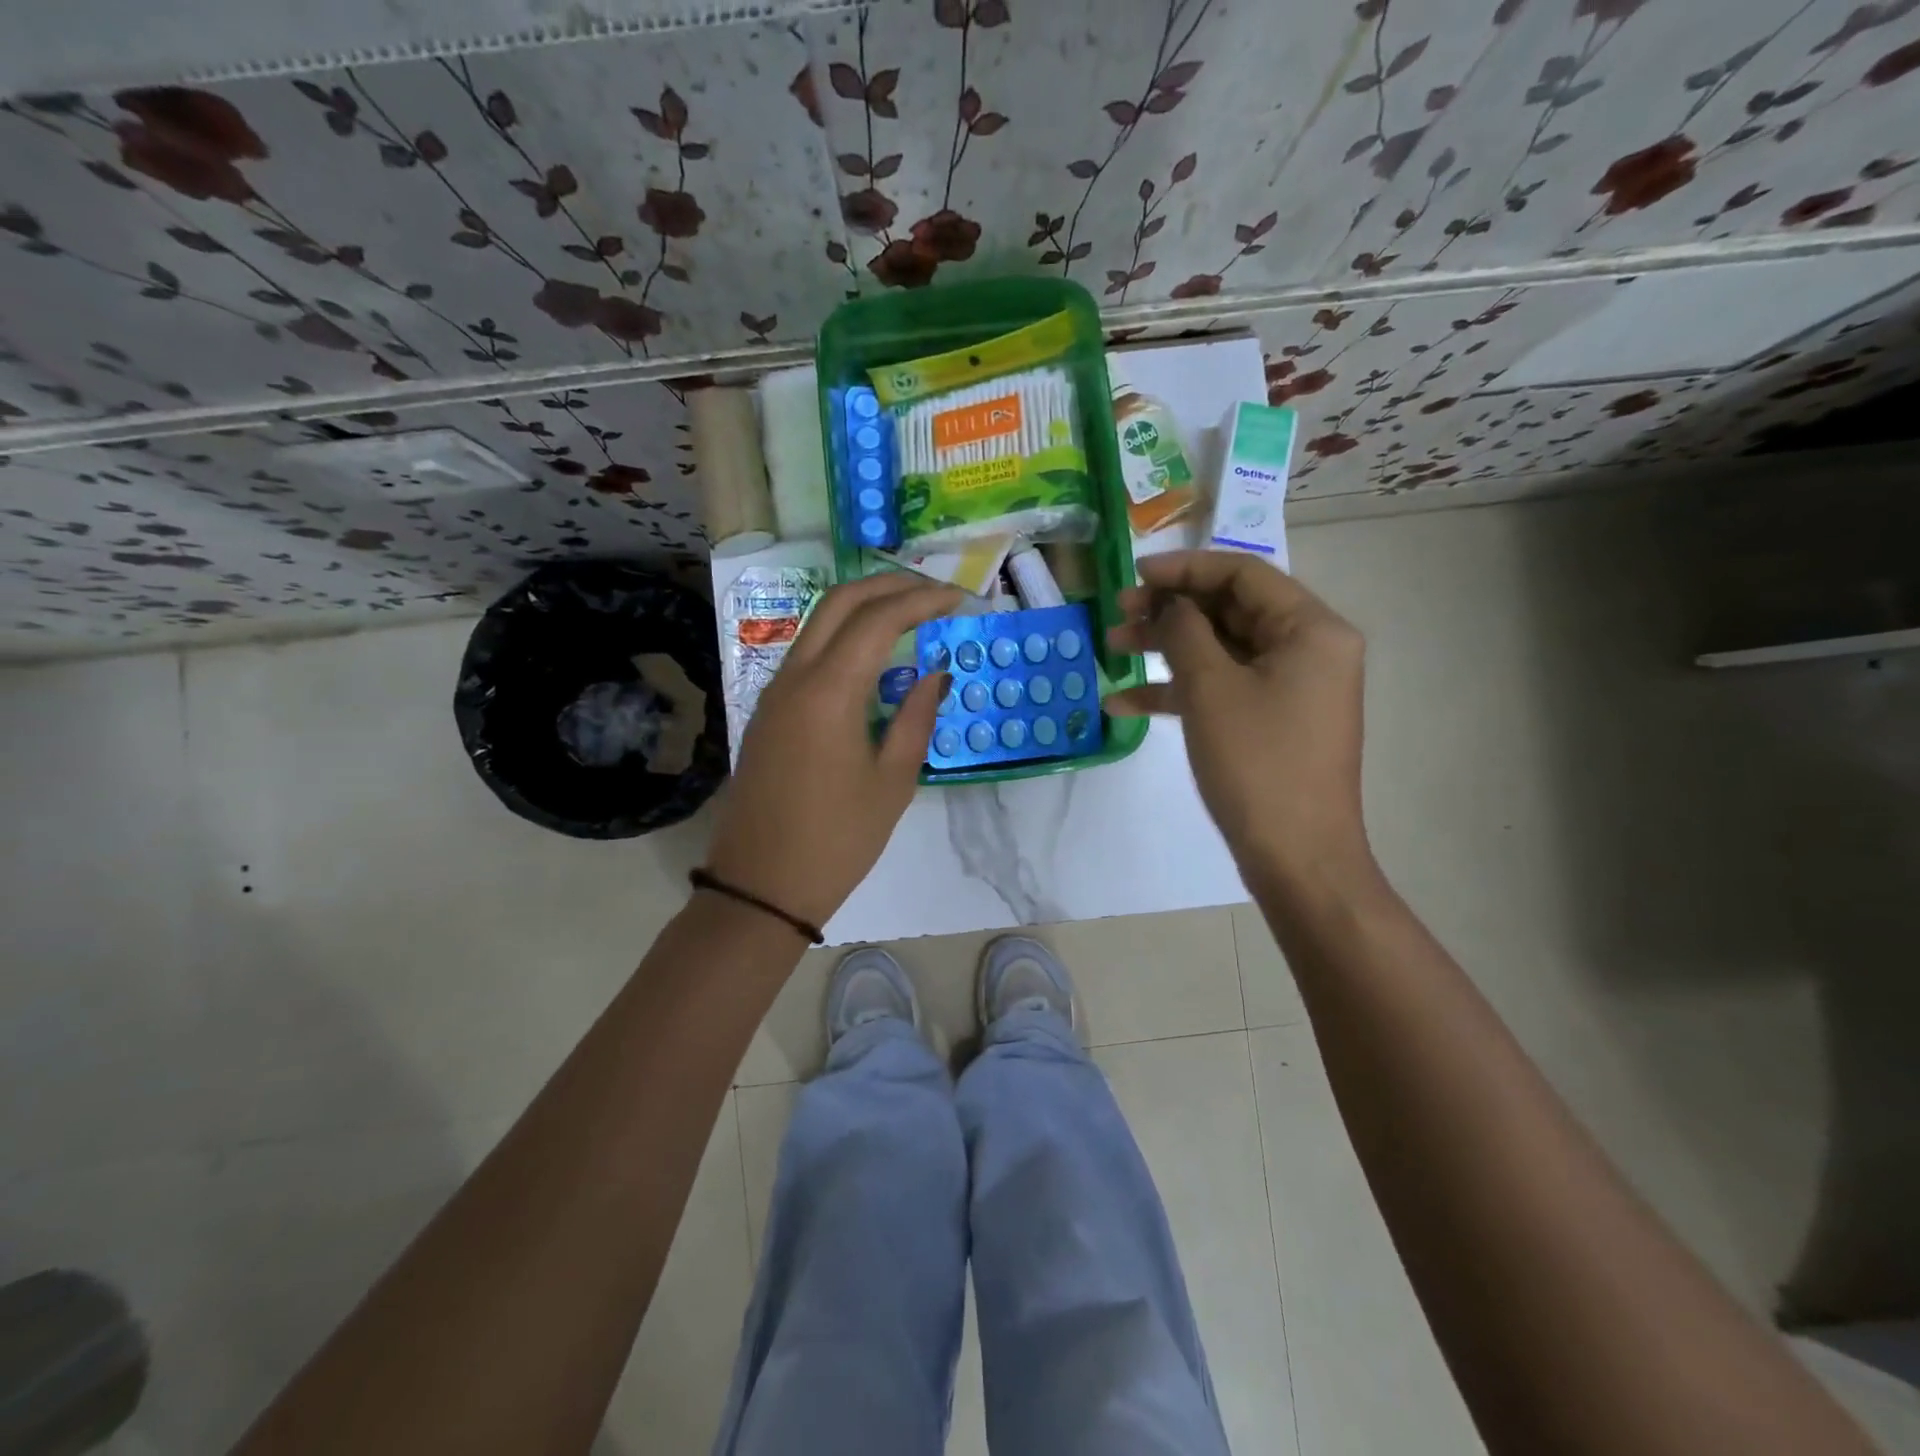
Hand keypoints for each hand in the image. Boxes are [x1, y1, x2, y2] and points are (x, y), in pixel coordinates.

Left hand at [705, 573, 959, 929]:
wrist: (762, 885)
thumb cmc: (838, 839)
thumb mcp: (893, 782)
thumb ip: (917, 717)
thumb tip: (936, 672)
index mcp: (828, 691)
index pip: (878, 619)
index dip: (921, 600)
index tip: (959, 599)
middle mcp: (794, 677)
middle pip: (839, 602)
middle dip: (889, 585)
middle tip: (933, 591)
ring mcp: (774, 692)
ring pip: (817, 623)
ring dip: (863, 606)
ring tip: (909, 614)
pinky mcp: (767, 712)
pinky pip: (806, 653)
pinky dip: (842, 636)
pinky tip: (872, 655)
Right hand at [1106, 550, 1371, 888]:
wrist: (1297, 857)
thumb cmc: (1257, 764)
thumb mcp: (1211, 689)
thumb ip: (1184, 632)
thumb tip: (1169, 605)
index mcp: (1311, 629)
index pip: (1244, 575)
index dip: (1186, 568)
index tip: (1135, 574)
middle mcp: (1308, 650)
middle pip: (1230, 610)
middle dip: (1170, 611)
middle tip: (1118, 614)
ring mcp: (1290, 688)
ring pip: (1221, 650)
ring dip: (1166, 649)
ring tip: (1111, 649)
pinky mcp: (1272, 721)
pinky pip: (1223, 689)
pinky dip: (1179, 691)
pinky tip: (1124, 701)